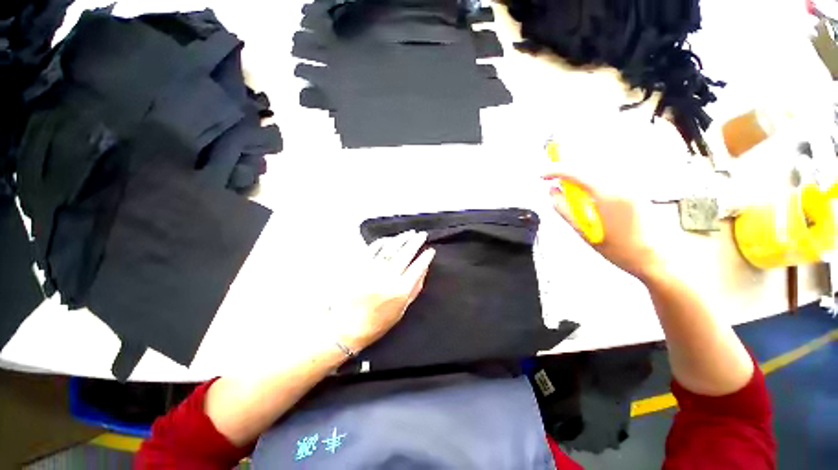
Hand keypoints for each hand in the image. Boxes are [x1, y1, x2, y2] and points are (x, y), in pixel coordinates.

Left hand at [331, 230, 435, 352]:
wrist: (346, 328)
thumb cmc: (377, 323)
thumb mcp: (401, 310)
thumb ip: (414, 289)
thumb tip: (424, 269)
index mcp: (400, 290)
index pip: (418, 267)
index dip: (426, 257)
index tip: (431, 250)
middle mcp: (388, 277)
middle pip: (406, 253)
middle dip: (416, 242)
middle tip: (422, 235)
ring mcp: (372, 270)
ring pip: (391, 248)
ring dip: (402, 238)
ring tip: (409, 233)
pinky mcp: (359, 267)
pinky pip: (372, 249)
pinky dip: (382, 242)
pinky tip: (389, 239)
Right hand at [542, 161, 665, 281]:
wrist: (650, 255)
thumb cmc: (616, 247)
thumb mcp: (582, 229)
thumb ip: (563, 207)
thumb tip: (552, 191)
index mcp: (607, 193)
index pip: (576, 172)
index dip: (555, 170)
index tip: (542, 175)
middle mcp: (621, 183)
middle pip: (587, 166)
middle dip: (567, 171)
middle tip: (553, 180)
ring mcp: (630, 185)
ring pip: (597, 170)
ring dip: (579, 177)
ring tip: (567, 189)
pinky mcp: (633, 189)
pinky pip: (606, 178)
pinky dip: (591, 182)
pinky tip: (586, 194)